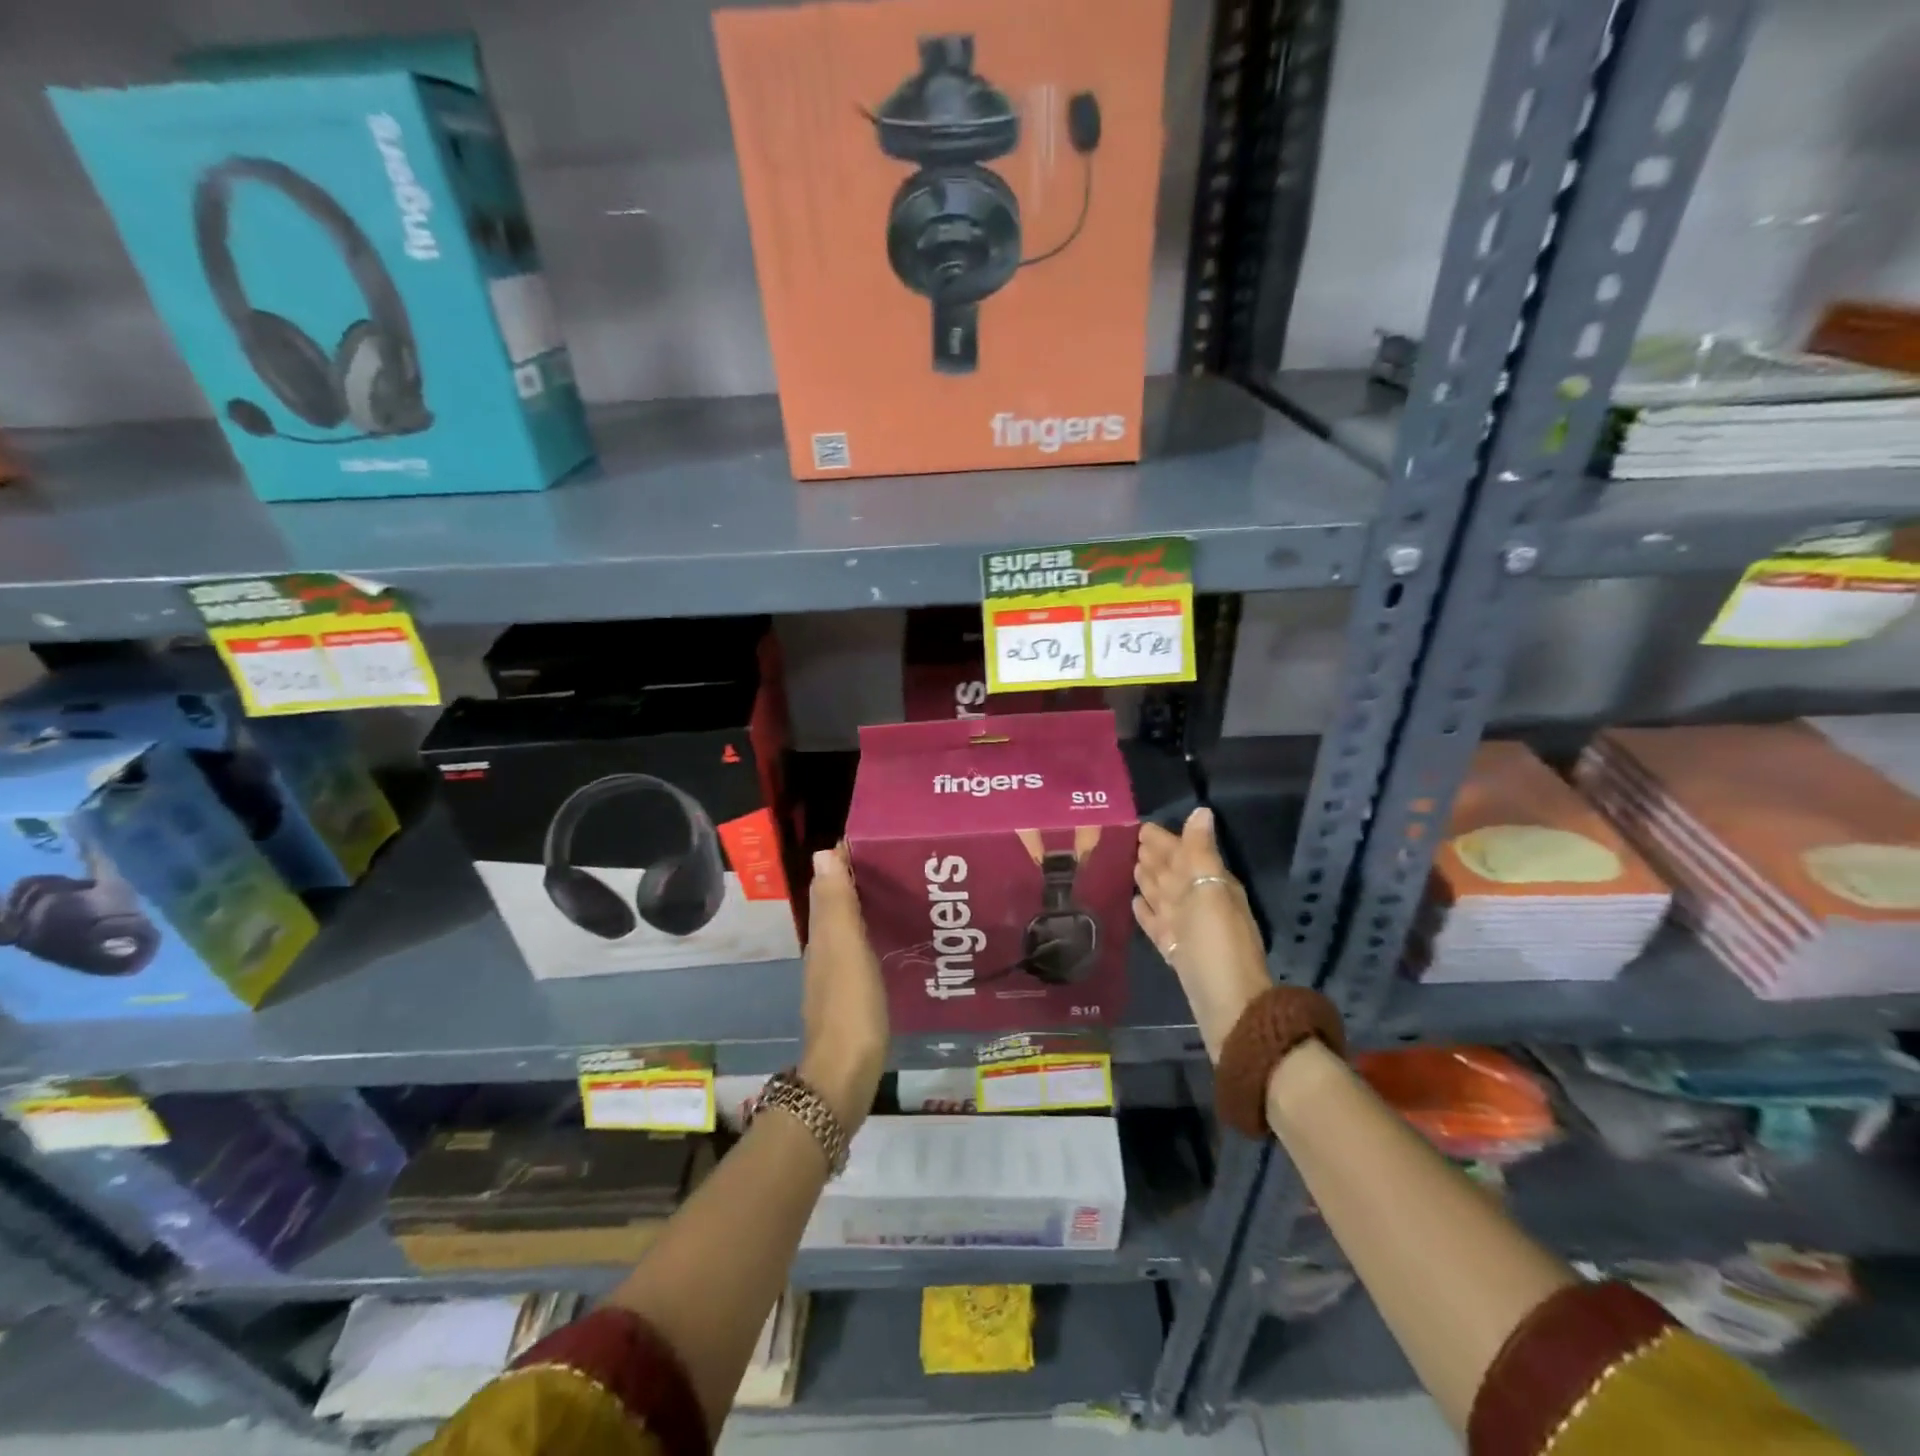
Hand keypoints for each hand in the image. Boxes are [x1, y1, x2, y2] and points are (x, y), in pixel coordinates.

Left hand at [797, 846, 887, 1132]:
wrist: (845, 1077)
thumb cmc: (849, 1006)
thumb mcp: (845, 948)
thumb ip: (837, 903)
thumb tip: (823, 852)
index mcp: (823, 937)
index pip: (831, 886)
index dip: (847, 862)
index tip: (879, 842)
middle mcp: (825, 953)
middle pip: (840, 907)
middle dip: (862, 883)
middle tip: (902, 864)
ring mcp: (837, 979)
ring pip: (851, 931)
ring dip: (869, 911)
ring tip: (906, 895)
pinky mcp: (854, 1000)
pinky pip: (863, 956)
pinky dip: (875, 939)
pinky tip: (897, 942)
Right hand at [1133, 808, 1270, 1061]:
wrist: (1227, 1006)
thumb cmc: (1217, 944)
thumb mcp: (1211, 891)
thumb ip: (1201, 852)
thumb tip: (1201, 811)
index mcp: (1212, 885)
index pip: (1184, 853)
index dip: (1165, 840)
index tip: (1142, 826)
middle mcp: (1201, 903)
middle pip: (1173, 874)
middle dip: (1155, 857)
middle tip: (1131, 842)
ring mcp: (1188, 929)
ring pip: (1164, 896)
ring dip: (1149, 881)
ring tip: (1131, 867)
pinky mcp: (1176, 951)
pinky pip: (1158, 923)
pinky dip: (1146, 912)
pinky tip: (1134, 904)